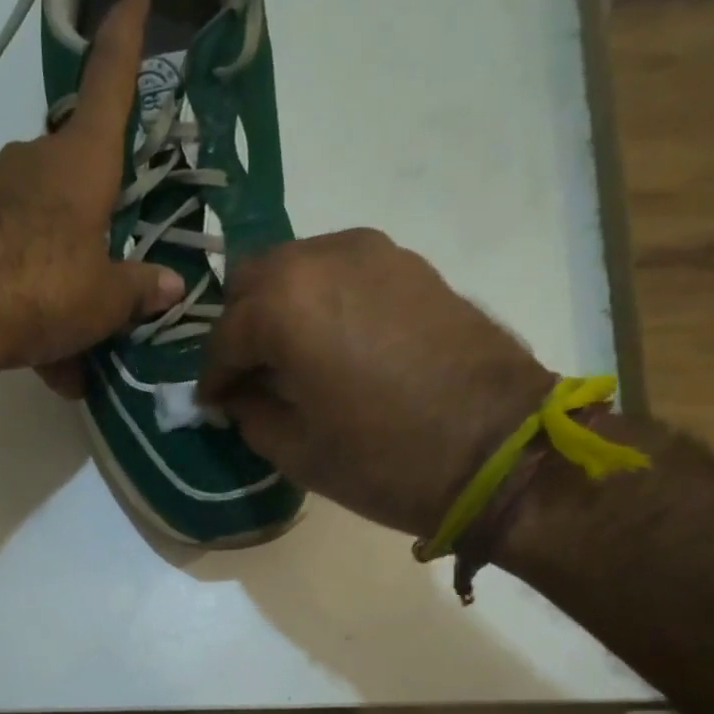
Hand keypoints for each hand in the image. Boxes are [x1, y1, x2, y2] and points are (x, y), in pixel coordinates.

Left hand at [0, 0, 182, 392]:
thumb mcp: (104, 300)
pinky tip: (44, 366)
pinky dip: (31, 312)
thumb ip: (138, 291)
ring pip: (43, 239)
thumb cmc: (44, 288)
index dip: (124, 43)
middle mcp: (34, 165)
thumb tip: (170, 285)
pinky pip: (12, 268)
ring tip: (76, 361)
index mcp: (81, 165)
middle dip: (94, 231)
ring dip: (63, 293)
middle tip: (111, 289)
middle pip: (76, 184)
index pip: (109, 87)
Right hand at [198, 230, 554, 537]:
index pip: (224, 336)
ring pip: (298, 268)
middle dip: (240, 328)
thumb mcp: (297, 451)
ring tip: (290, 359)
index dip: (212, 377)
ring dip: (281, 309)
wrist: (501, 450)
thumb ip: (251, 414)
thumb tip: (238, 396)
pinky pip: (341, 272)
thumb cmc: (385, 460)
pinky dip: (322, 301)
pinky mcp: (409, 264)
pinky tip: (333, 344)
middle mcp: (321, 259)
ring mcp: (372, 253)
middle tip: (248, 375)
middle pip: (254, 282)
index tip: (213, 405)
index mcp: (284, 305)